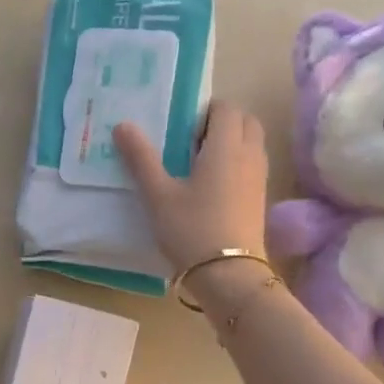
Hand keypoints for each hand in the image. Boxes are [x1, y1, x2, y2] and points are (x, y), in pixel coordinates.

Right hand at [114, 103, 269, 273]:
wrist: (228, 275)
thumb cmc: (191, 229)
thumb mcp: (158, 195)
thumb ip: (141, 158)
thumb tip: (123, 125)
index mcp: (226, 146)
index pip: (226, 108)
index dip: (204, 111)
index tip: (181, 129)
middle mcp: (249, 155)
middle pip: (245, 122)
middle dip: (221, 123)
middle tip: (190, 143)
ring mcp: (259, 179)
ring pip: (251, 144)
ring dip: (230, 144)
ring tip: (197, 166)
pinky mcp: (260, 200)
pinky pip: (251, 167)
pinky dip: (236, 165)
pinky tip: (210, 189)